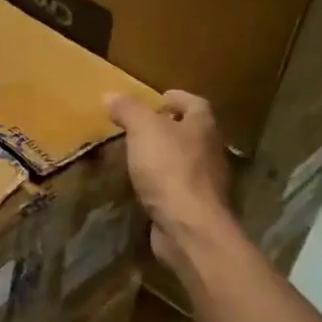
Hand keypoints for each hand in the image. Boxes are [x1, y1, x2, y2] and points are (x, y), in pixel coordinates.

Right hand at [105, 90, 234, 266]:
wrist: (188, 226)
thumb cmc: (169, 169)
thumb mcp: (143, 130)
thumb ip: (128, 110)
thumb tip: (111, 95)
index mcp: (203, 127)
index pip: (195, 103)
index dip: (177, 98)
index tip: (158, 99)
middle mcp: (211, 151)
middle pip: (193, 132)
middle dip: (170, 127)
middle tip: (142, 127)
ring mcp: (206, 182)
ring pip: (186, 160)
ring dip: (166, 156)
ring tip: (138, 155)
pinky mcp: (195, 206)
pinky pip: (178, 186)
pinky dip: (163, 182)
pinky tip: (144, 185)